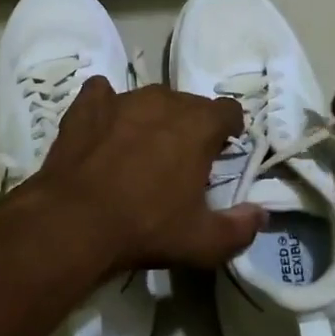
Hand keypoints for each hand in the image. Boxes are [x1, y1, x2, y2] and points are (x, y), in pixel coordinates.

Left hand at [30, 77, 265, 273]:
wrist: (73, 222)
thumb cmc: (145, 227)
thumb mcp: (202, 242)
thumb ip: (239, 228)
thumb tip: (261, 215)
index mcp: (197, 125)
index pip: (228, 110)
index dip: (229, 129)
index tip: (222, 151)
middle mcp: (163, 101)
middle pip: (189, 103)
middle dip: (191, 126)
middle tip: (181, 159)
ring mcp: (122, 98)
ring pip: (149, 98)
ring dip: (152, 117)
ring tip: (141, 148)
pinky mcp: (86, 105)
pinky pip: (102, 93)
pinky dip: (107, 106)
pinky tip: (104, 127)